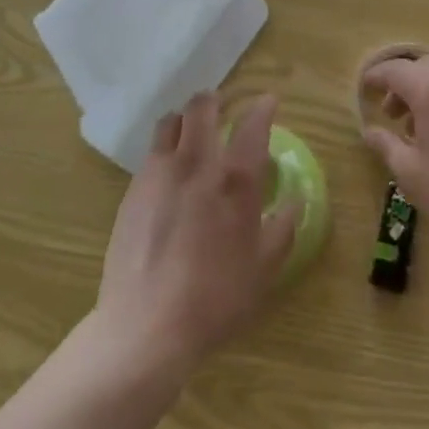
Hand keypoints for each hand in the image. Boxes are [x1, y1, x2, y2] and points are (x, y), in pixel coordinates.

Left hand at [95, 92, 297, 377]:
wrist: (146, 327)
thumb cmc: (215, 299)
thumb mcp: (262, 269)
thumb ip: (282, 229)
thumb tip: (294, 201)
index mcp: (234, 180)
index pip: (252, 125)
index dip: (262, 108)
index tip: (267, 101)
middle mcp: (196, 163)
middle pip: (202, 108)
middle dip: (214, 100)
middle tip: (222, 107)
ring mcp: (159, 173)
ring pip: (170, 121)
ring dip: (184, 119)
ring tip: (190, 132)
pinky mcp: (133, 189)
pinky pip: (151, 152)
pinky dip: (164, 148)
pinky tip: (168, 172)